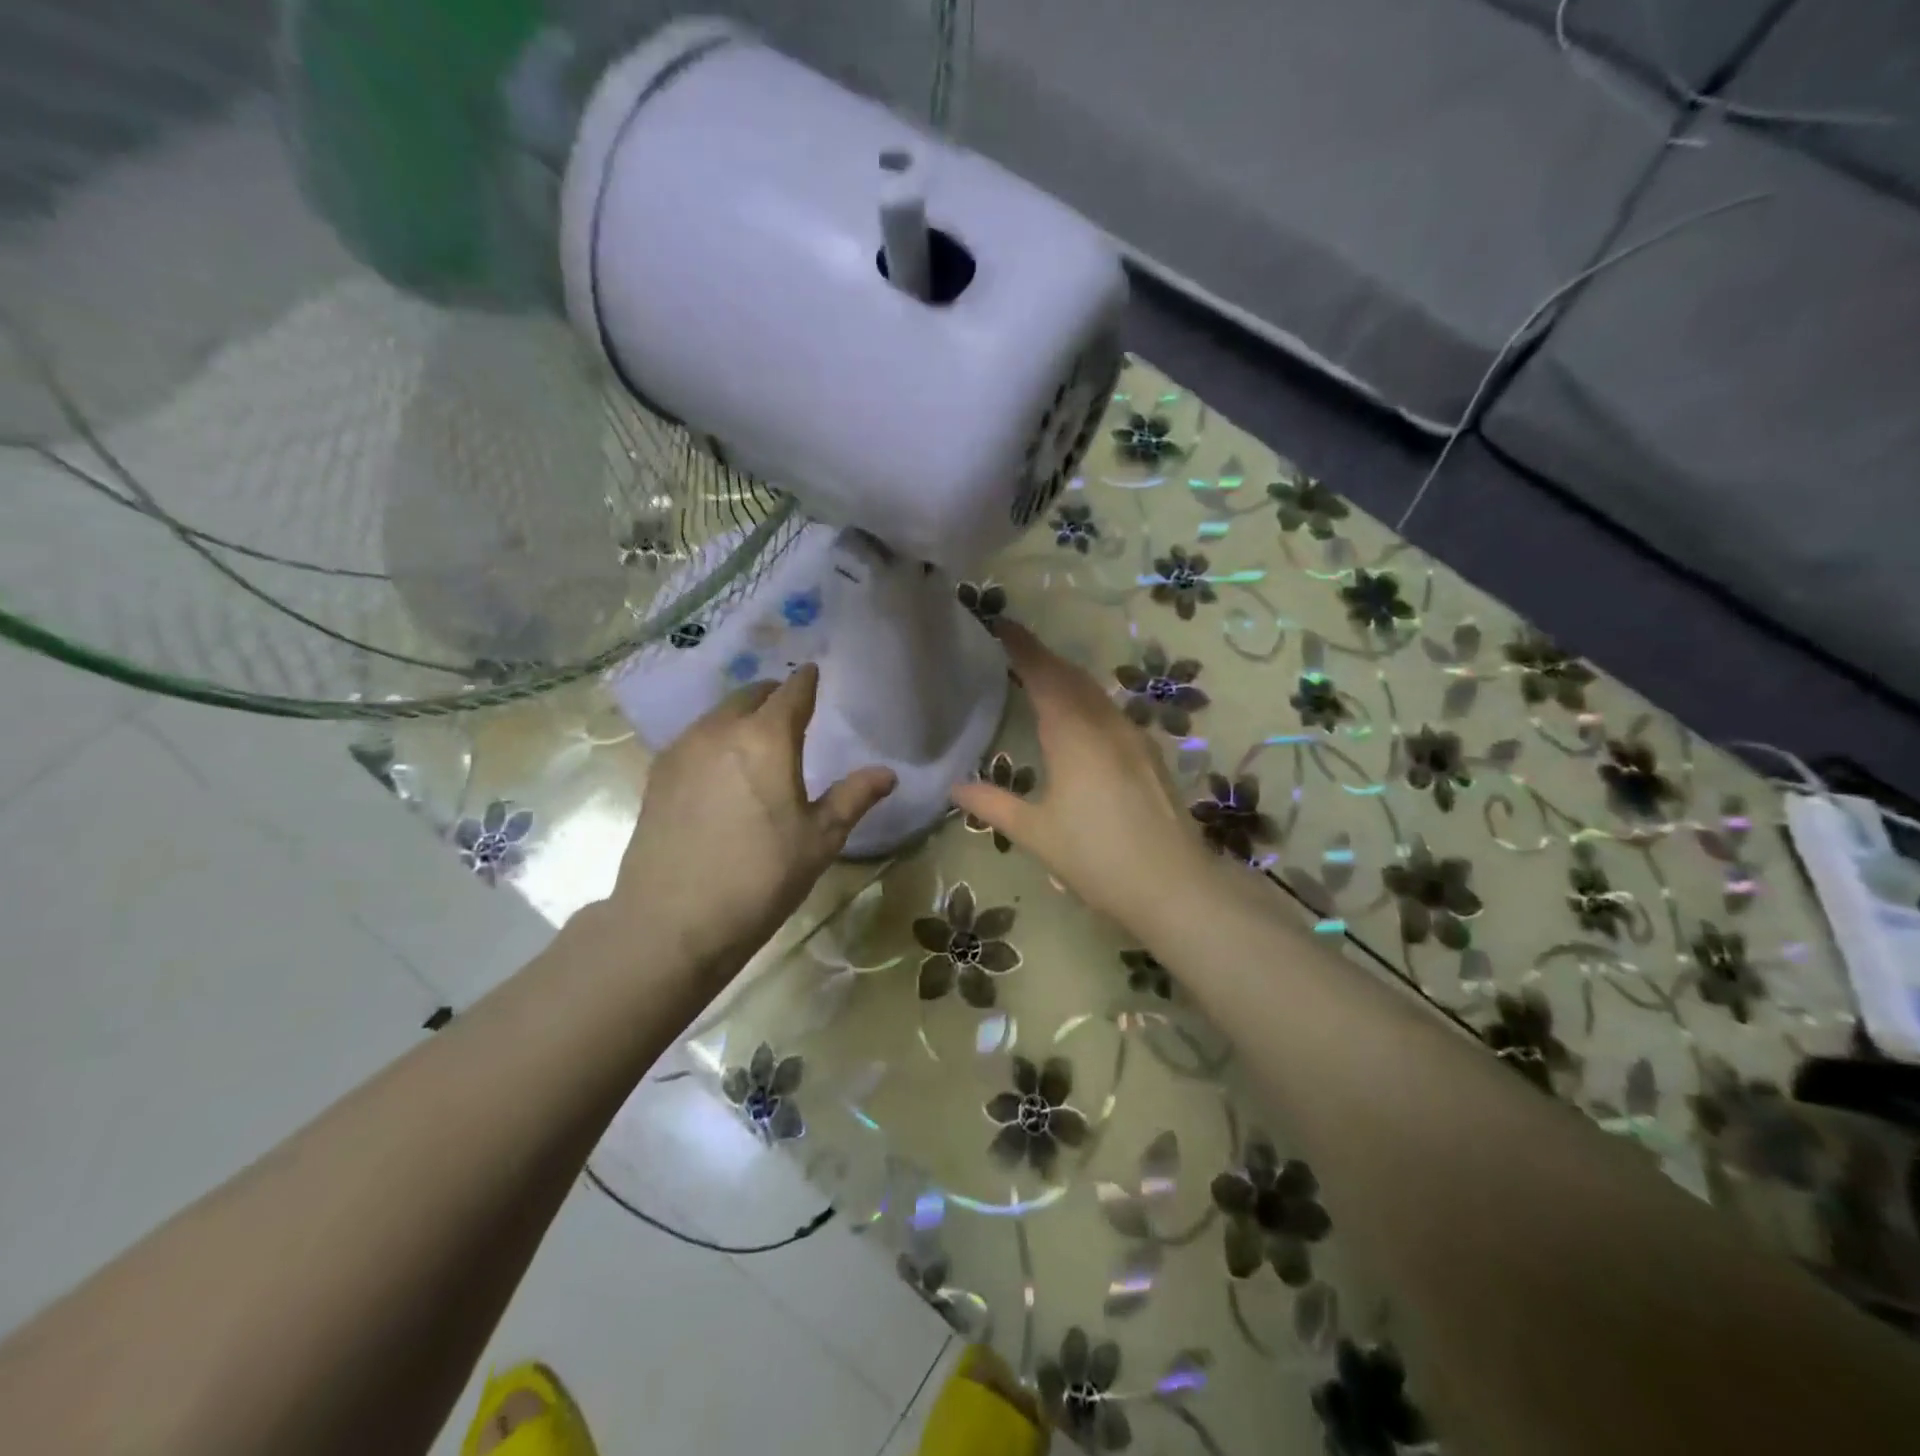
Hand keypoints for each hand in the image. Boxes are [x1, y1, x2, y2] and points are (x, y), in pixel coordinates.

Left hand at [605, 664, 895, 975]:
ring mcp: (682, 751)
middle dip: (773, 696)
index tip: (814, 673)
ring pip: (717, 716)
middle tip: (790, 710)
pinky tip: (722, 769)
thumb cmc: (760, 878)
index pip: (791, 693)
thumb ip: (853, 797)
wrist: (671, 921)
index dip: (806, 681)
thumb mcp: (819, 840)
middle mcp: (720, 731)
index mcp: (766, 738)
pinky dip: (715, 739)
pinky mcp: (657, 775)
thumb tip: (887, 773)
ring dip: (741, 716)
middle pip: (750, 696)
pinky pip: (694, 740)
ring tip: (758, 739)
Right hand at [952, 620, 1214, 927]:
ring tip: (1041, 679)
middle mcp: (1105, 725)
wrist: (1172, 885)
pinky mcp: (1149, 755)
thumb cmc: (1095, 857)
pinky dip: (1087, 702)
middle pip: (1071, 677)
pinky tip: (1080, 721)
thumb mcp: (1035, 833)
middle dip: (1043, 658)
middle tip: (1015, 649)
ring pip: (1095, 694)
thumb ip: (993, 804)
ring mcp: (1133, 738)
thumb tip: (955, 787)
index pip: (1043, 675)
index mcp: (1073, 735)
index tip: (1001, 625)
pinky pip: (1111, 713)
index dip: (1022, 647)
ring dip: (1067, 679)